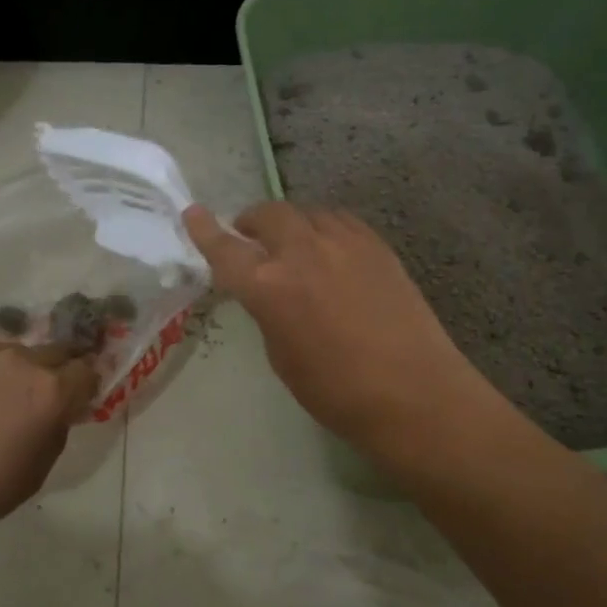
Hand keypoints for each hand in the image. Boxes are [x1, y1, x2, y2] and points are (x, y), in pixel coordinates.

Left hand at [0, 338, 98, 540]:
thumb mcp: (38, 469)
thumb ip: (57, 430)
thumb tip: (59, 412)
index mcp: (51, 391)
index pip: (88, 370)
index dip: (89, 383)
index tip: (82, 397)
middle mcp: (21, 361)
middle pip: (57, 351)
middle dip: (59, 370)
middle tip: (47, 395)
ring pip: (17, 351)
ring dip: (21, 368)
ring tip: (4, 394)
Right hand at [183, 202, 498, 460]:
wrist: (413, 393)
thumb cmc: (337, 392)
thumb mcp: (282, 357)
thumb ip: (269, 313)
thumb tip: (271, 294)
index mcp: (270, 287)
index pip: (226, 249)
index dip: (205, 231)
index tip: (193, 213)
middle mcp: (303, 253)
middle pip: (269, 216)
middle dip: (252, 222)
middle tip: (248, 235)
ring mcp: (345, 243)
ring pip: (307, 213)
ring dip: (291, 224)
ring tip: (292, 243)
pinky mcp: (377, 246)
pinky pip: (340, 222)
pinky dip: (324, 228)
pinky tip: (330, 249)